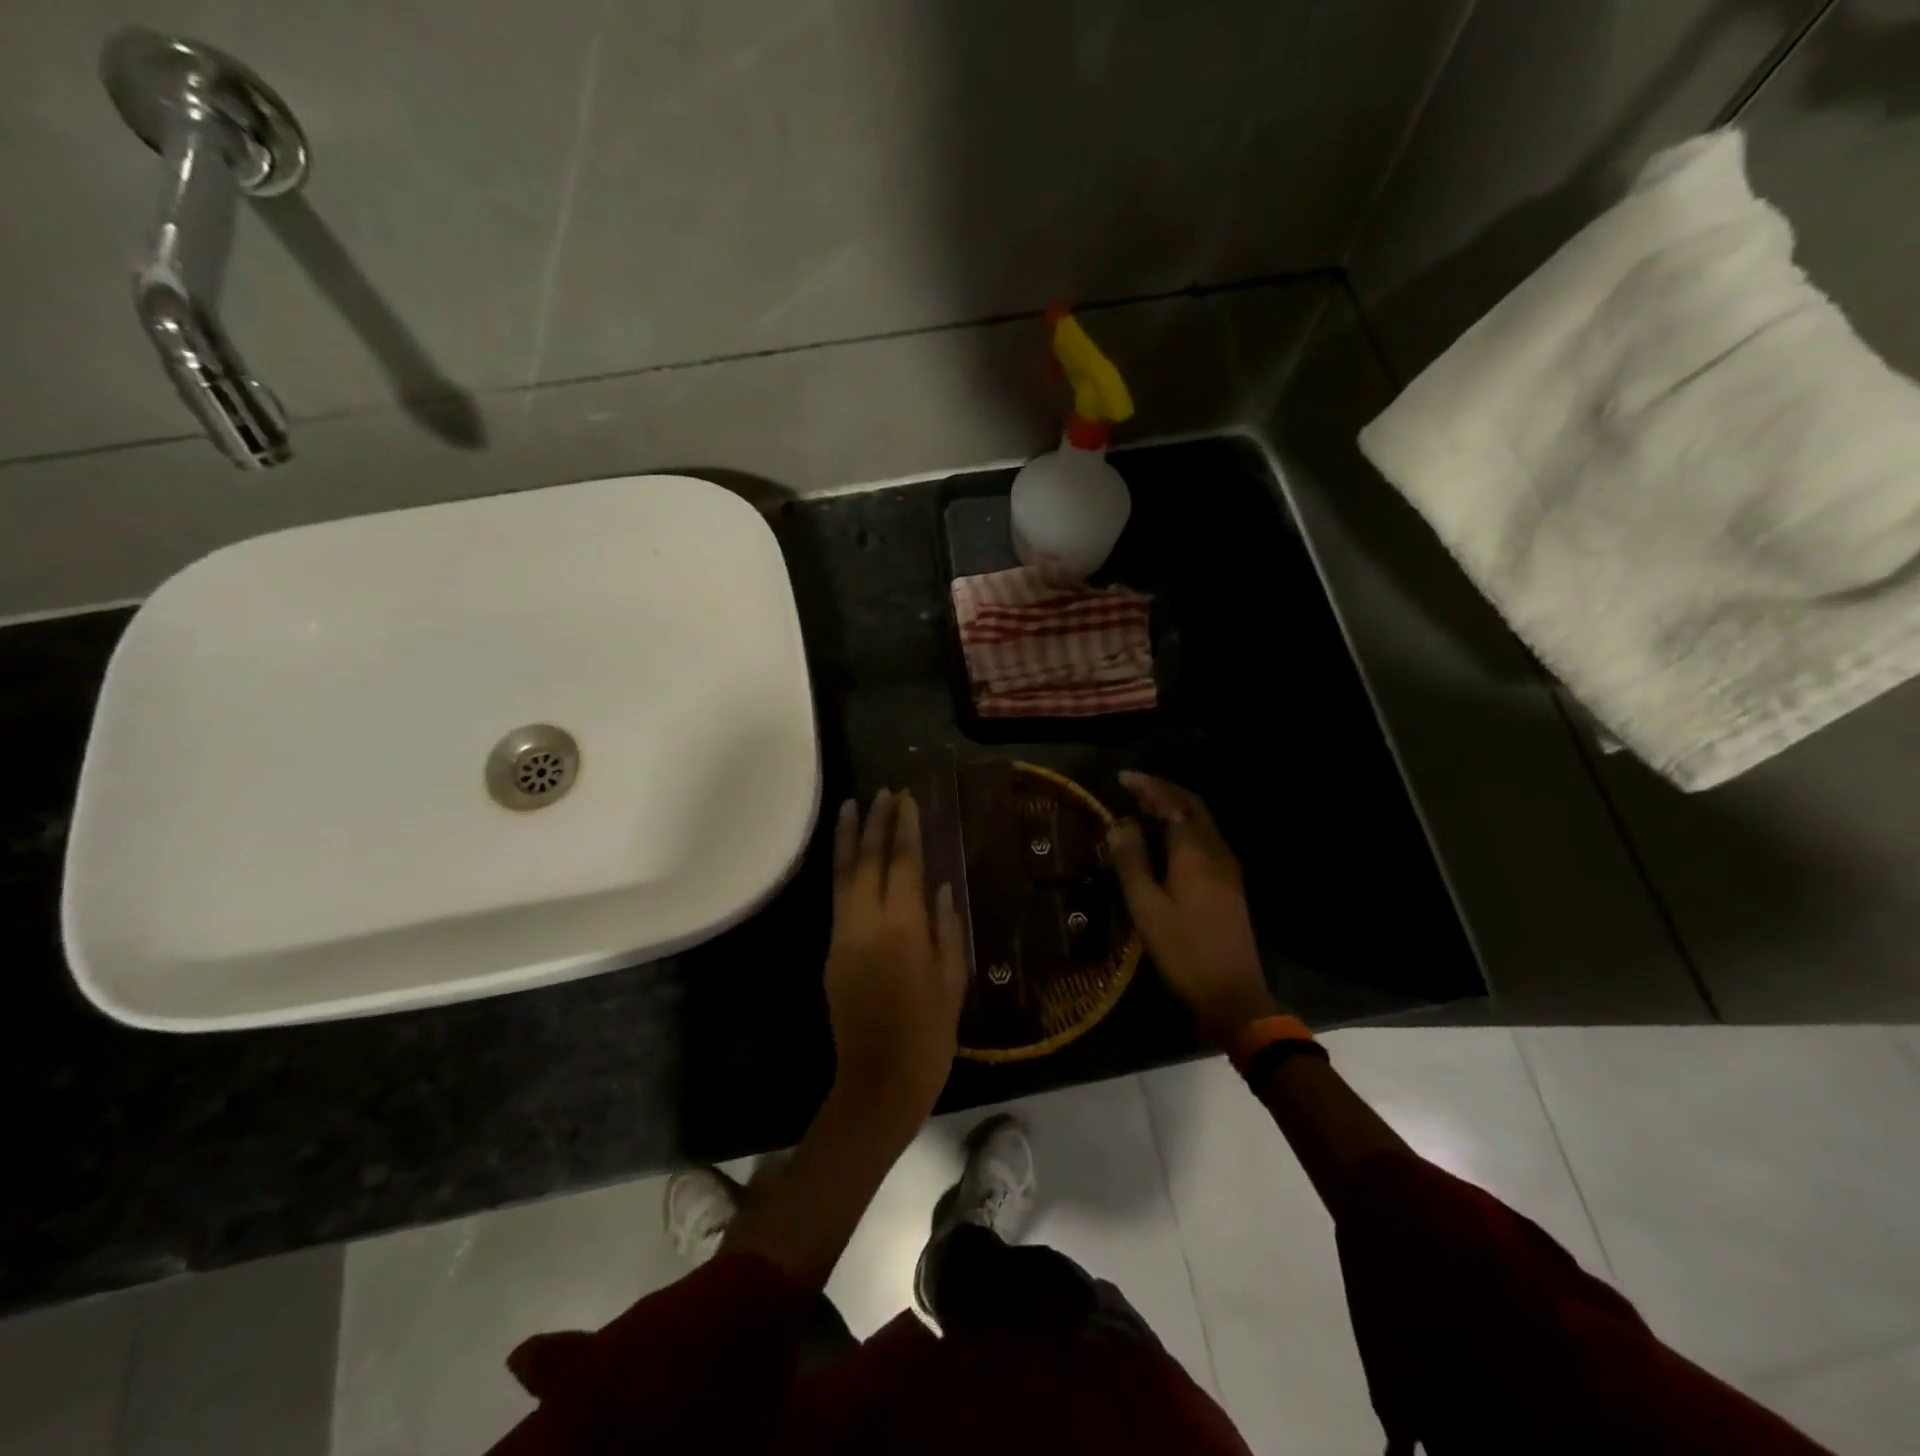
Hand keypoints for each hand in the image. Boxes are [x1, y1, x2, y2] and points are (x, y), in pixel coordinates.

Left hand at [824, 790, 967, 1131]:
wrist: (878, 1081)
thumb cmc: (929, 1033)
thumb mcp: (952, 979)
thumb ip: (946, 926)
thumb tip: (939, 884)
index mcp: (902, 926)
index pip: (902, 862)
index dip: (905, 828)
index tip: (906, 799)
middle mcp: (866, 922)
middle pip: (868, 860)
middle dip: (876, 823)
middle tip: (883, 792)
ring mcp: (843, 936)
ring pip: (843, 875)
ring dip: (850, 839)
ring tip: (853, 807)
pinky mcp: (831, 952)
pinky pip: (838, 898)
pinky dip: (843, 870)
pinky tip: (851, 858)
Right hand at [1107, 771, 1282, 1047]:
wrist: (1233, 994)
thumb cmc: (1183, 950)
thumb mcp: (1147, 908)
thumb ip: (1132, 862)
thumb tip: (1118, 824)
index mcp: (1196, 853)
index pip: (1172, 804)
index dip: (1148, 787)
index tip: (1122, 778)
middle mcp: (1216, 852)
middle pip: (1193, 807)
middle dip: (1163, 792)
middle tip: (1133, 789)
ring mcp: (1228, 869)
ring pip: (1201, 823)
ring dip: (1174, 809)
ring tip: (1143, 809)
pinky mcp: (1230, 885)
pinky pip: (1205, 840)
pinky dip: (1182, 828)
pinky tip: (1165, 841)